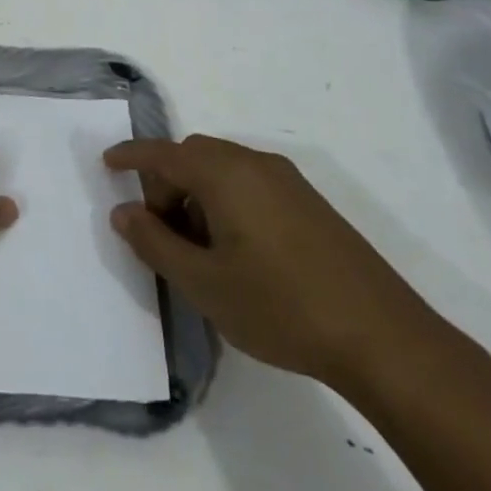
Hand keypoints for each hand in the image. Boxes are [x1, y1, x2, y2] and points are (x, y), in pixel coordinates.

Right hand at [105, 136, 436, 390]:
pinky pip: (250, 183)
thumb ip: (154, 242)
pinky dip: (227, 201)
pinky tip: (237, 251)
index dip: (131, 155)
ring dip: (197, 194)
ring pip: (223, 169)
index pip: (163, 152)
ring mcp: (288, 181)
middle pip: (194, 156)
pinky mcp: (310, 203)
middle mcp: (255, 163)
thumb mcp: (203, 282)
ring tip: (199, 250)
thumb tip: (123, 211)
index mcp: (224, 174)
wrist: (384, 338)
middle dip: (166, 184)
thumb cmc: (280, 306)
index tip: (106, 163)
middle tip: (161, 232)